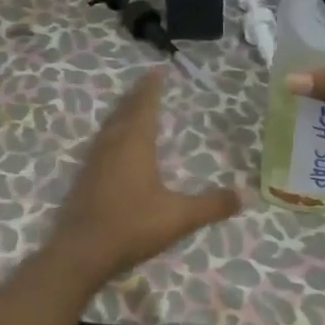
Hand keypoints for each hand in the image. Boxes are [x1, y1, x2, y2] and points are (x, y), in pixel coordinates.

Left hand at [43, 69, 241, 285]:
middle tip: (146, 82)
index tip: (157, 71)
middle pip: (124, 111)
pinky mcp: (83, 179)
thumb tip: (244, 195)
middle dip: (136, 96)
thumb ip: (211, 205)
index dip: (151, 88)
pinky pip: (100, 144)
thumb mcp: (179, 217)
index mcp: (134, 145)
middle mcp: (112, 146)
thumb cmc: (131, 227)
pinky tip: (112, 146)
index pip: (144, 107)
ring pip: (109, 127)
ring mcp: (93, 162)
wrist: (80, 253)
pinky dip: (111, 133)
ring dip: (121, 112)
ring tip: (130, 107)